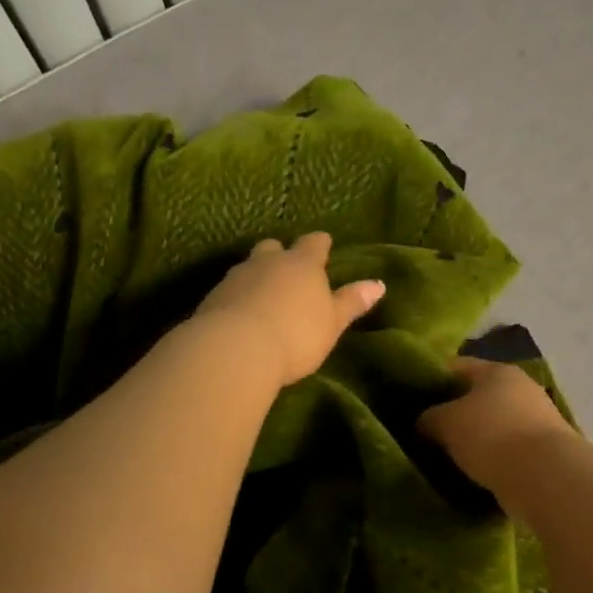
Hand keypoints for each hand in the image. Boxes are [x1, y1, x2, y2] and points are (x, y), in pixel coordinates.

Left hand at [193, 232, 384, 386]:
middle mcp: (268, 262)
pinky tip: (241, 313)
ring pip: (249, 266)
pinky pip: (230, 289)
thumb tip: (378, 284)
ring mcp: (237, 277)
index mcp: (302, 264)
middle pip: (274, 247)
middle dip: (281, 254)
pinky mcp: (214, 297)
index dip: (320, 244)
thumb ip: (352, 302)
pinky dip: (238, 296)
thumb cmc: (296, 334)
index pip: (314, 243)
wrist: (236, 348)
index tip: (324, 244)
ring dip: (257, 275)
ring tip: (263, 294)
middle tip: (287, 268)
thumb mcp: (332, 322)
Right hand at [418, 357, 575, 491]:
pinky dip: (493, 459)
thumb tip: (426, 423)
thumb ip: (428, 418)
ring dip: (475, 438)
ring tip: (449, 456)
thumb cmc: (490, 435)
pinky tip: (474, 472)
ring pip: (494, 424)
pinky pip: (508, 450)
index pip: (456, 366)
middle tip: (428, 431)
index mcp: (497, 370)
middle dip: (455, 411)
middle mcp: (521, 388)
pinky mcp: (546, 451)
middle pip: (478, 395)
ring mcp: (538, 419)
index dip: (432, 378)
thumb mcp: (444, 422)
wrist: (545, 478)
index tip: (413, 398)